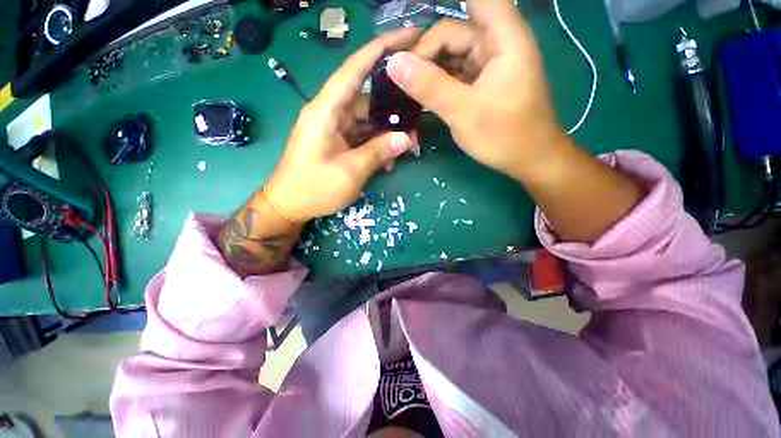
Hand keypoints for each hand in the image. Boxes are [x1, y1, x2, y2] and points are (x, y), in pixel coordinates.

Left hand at [265, 29, 418, 221]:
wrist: (289, 205)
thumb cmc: (314, 188)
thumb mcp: (350, 172)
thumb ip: (378, 152)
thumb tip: (406, 138)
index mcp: (325, 111)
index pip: (354, 69)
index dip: (381, 49)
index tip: (408, 36)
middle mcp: (330, 113)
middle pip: (368, 99)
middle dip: (394, 111)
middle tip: (416, 125)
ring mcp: (335, 128)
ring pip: (368, 120)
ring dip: (387, 134)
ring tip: (407, 148)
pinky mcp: (338, 141)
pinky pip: (363, 136)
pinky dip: (377, 145)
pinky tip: (389, 160)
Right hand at [385, 0, 567, 180]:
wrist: (529, 159)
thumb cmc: (504, 136)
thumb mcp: (463, 112)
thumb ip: (430, 86)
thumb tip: (394, 63)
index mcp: (503, 38)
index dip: (444, 2)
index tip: (411, 13)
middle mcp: (496, 44)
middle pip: (453, 33)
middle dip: (426, 52)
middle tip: (401, 79)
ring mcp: (489, 65)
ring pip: (452, 55)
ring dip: (429, 69)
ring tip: (407, 89)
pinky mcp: (483, 83)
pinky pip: (456, 73)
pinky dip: (439, 82)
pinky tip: (423, 96)